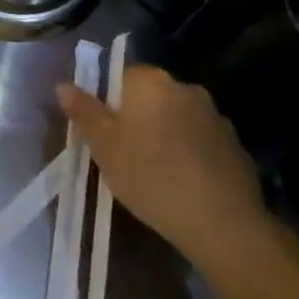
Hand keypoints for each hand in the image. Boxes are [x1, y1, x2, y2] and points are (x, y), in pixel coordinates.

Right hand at [57, 64, 268, 269]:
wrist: (222, 223)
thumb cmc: (151, 176)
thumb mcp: (103, 146)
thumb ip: (83, 111)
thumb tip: (63, 85)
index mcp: (151, 81)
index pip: (119, 75)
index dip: (105, 102)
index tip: (101, 133)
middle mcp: (186, 88)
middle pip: (149, 96)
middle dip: (135, 119)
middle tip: (121, 154)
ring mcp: (216, 117)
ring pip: (176, 119)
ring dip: (163, 135)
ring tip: (153, 173)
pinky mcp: (235, 146)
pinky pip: (200, 142)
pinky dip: (188, 154)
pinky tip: (183, 184)